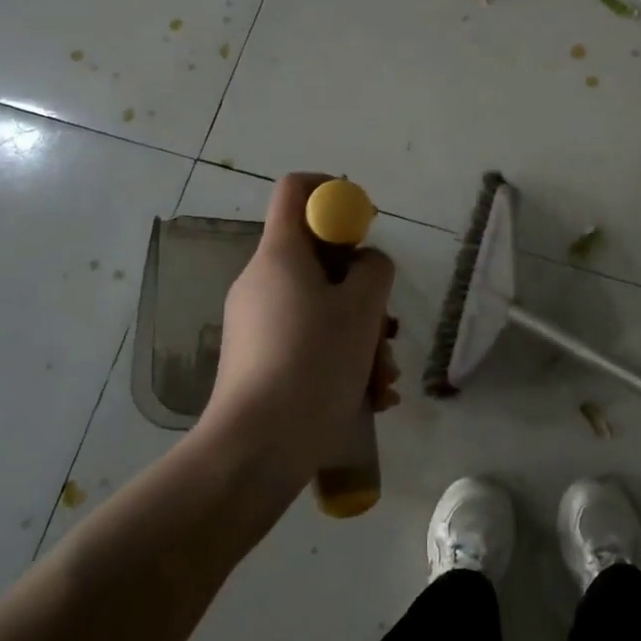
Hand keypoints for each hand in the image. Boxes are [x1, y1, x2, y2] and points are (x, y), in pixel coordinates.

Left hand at [194, 174, 396, 485]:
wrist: (254, 451)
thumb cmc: (312, 364)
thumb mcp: (361, 309)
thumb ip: (374, 269)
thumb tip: (366, 265)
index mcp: (279, 254)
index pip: (298, 190)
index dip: (335, 193)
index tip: (365, 225)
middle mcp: (262, 280)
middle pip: (319, 258)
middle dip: (363, 291)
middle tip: (386, 328)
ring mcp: (257, 323)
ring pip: (321, 308)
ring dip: (361, 337)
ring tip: (383, 380)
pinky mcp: (259, 360)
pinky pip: (308, 341)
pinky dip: (341, 360)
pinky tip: (370, 398)